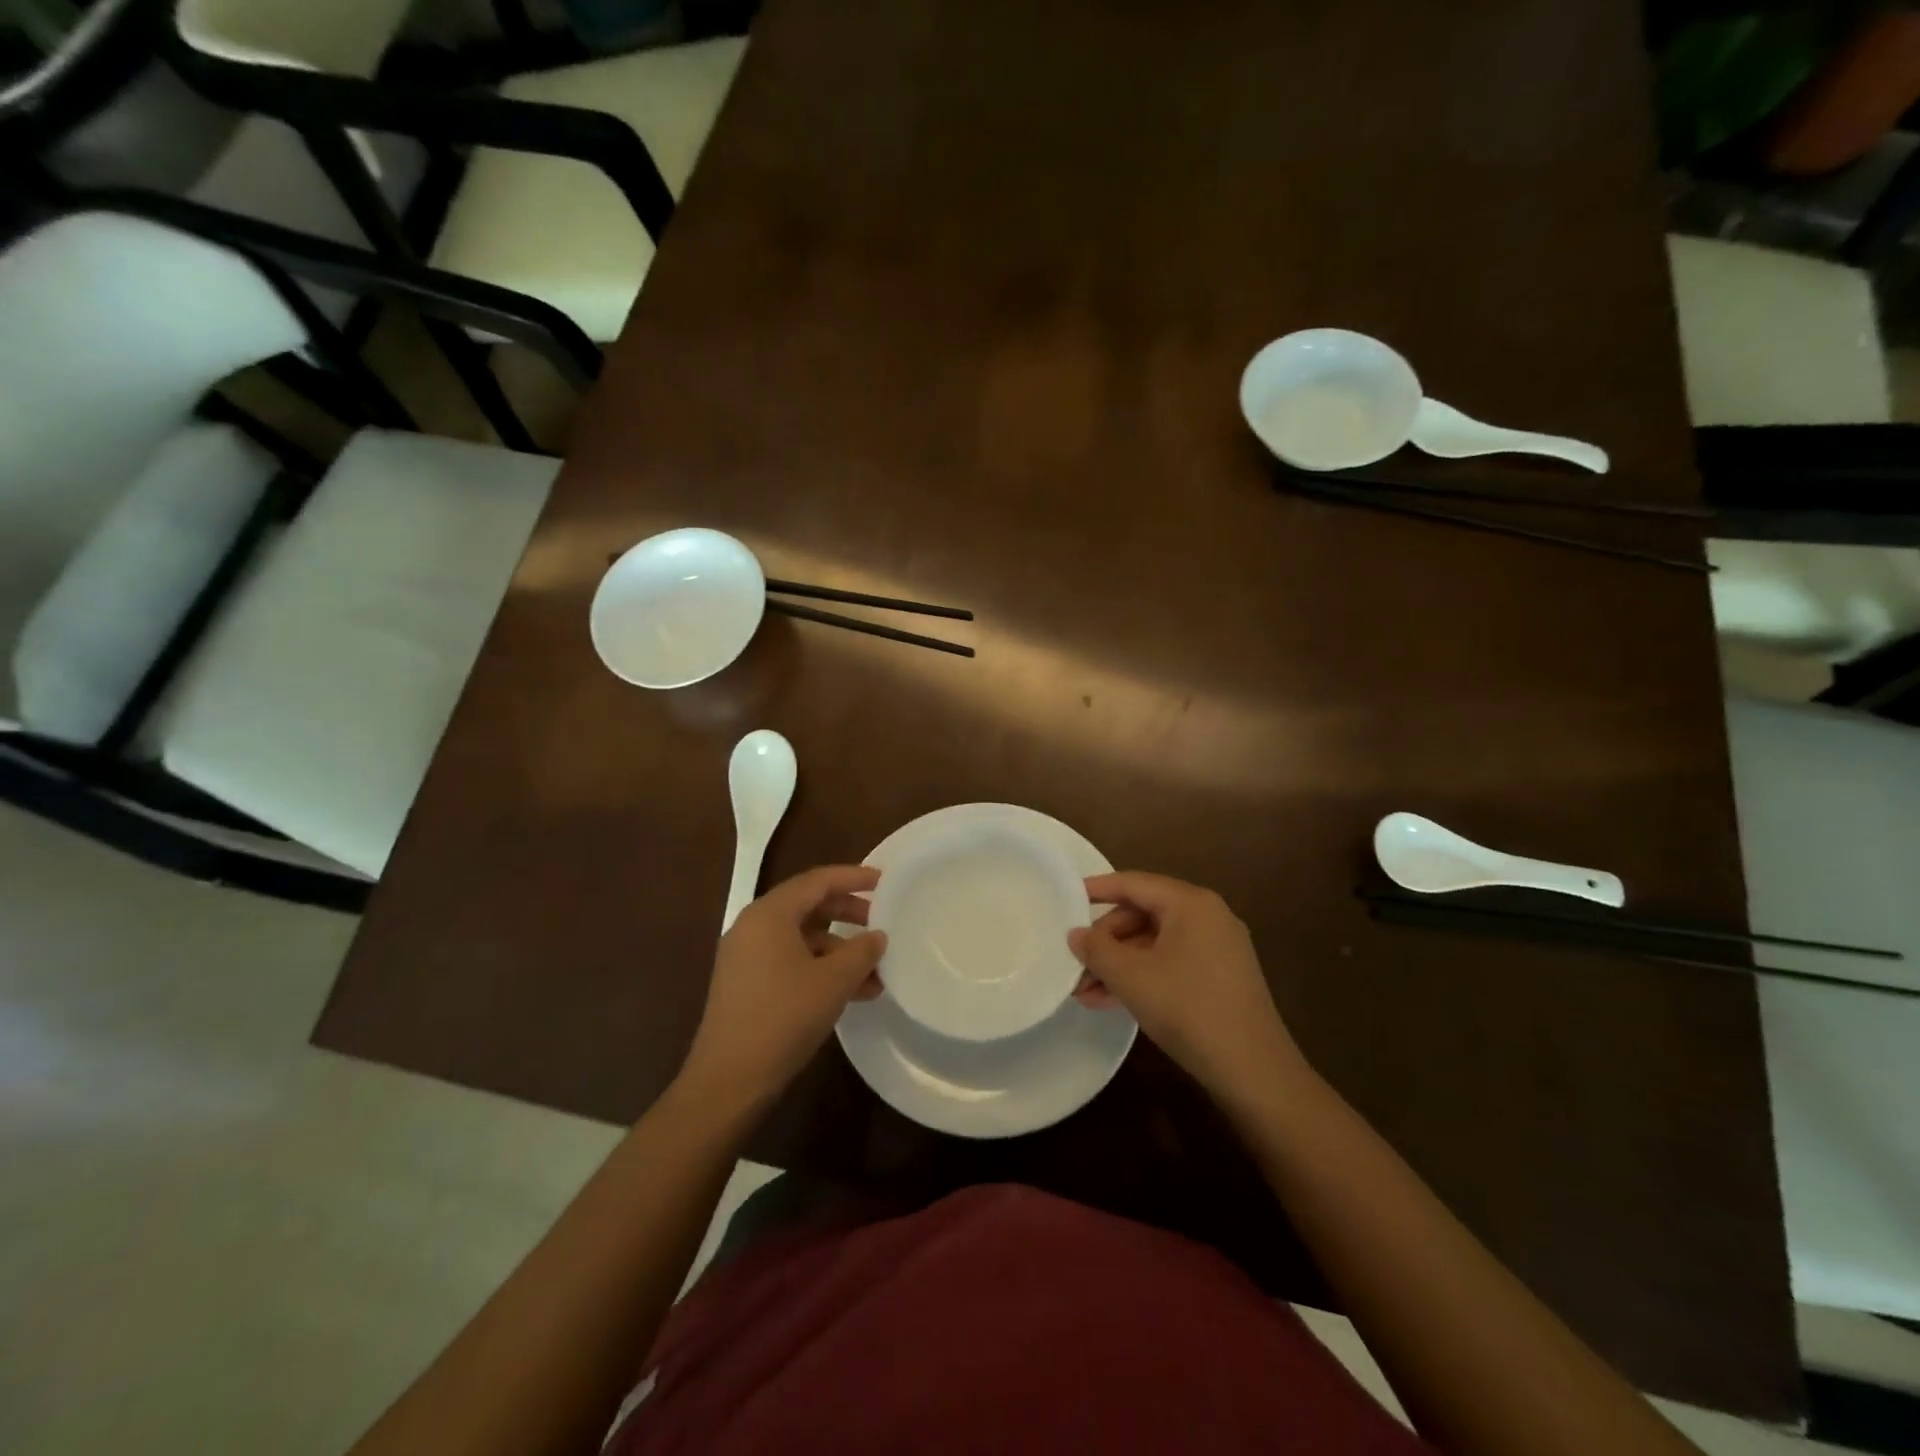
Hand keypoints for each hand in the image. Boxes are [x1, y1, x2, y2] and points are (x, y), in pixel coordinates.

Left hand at [680, 865, 886, 1110]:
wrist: (729, 1080)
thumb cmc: (783, 1018)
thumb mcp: (833, 981)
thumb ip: (861, 951)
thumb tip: (877, 936)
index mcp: (769, 914)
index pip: (817, 881)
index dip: (852, 877)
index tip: (883, 881)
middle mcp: (753, 927)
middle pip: (808, 906)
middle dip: (848, 913)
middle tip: (880, 921)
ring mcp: (746, 957)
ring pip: (802, 938)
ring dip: (839, 950)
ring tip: (875, 972)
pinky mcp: (746, 984)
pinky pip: (790, 961)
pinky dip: (821, 969)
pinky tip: (851, 993)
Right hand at [1069, 872, 1305, 1104]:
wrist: (1254, 1070)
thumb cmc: (1188, 1008)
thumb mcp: (1131, 976)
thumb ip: (1097, 949)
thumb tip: (1076, 935)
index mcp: (1190, 903)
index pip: (1134, 884)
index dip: (1098, 889)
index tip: (1067, 897)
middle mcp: (1208, 916)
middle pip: (1143, 915)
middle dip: (1106, 941)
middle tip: (1076, 964)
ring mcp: (1218, 948)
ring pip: (1154, 944)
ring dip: (1119, 965)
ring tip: (1084, 992)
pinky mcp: (1221, 977)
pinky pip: (1171, 963)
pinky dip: (1142, 976)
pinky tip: (1112, 1002)